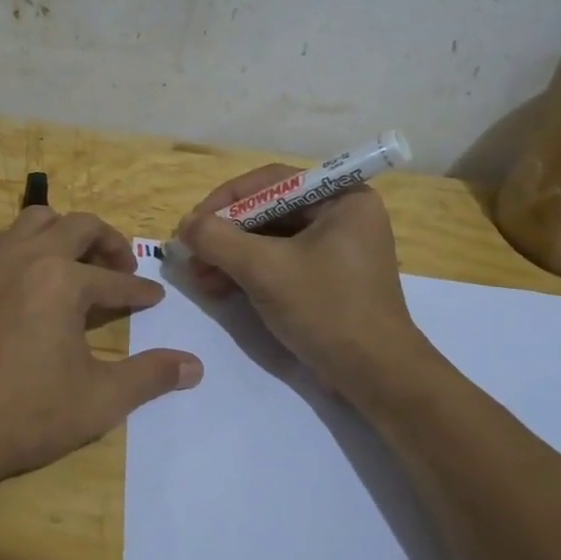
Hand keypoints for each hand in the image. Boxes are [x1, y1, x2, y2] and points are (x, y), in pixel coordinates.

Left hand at [0, 208, 201, 497]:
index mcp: (62, 280)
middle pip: (78, 227)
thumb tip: (194, 367)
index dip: (140, 290)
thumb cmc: (25, 416)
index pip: (114, 279)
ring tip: (76, 263)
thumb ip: (150, 377)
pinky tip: (26, 275)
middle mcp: (26, 256)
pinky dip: (22, 244)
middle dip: (108, 244)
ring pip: (35, 220)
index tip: (154, 298)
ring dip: (64, 233)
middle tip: (122, 269)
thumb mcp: (99, 400)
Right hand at [177, 168, 430, 393]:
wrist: (375, 376)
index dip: (226, 200)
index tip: (192, 224)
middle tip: (191, 254)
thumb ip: (218, 239)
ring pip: (270, 239)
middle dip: (226, 234)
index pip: (272, 183)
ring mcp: (336, 248)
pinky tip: (218, 289)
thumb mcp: (265, 269)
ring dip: (231, 256)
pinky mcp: (327, 277)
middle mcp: (342, 215)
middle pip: (269, 211)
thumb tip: (185, 225)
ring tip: (198, 278)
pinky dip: (249, 272)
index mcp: (342, 198)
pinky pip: (280, 262)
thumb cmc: (326, 309)